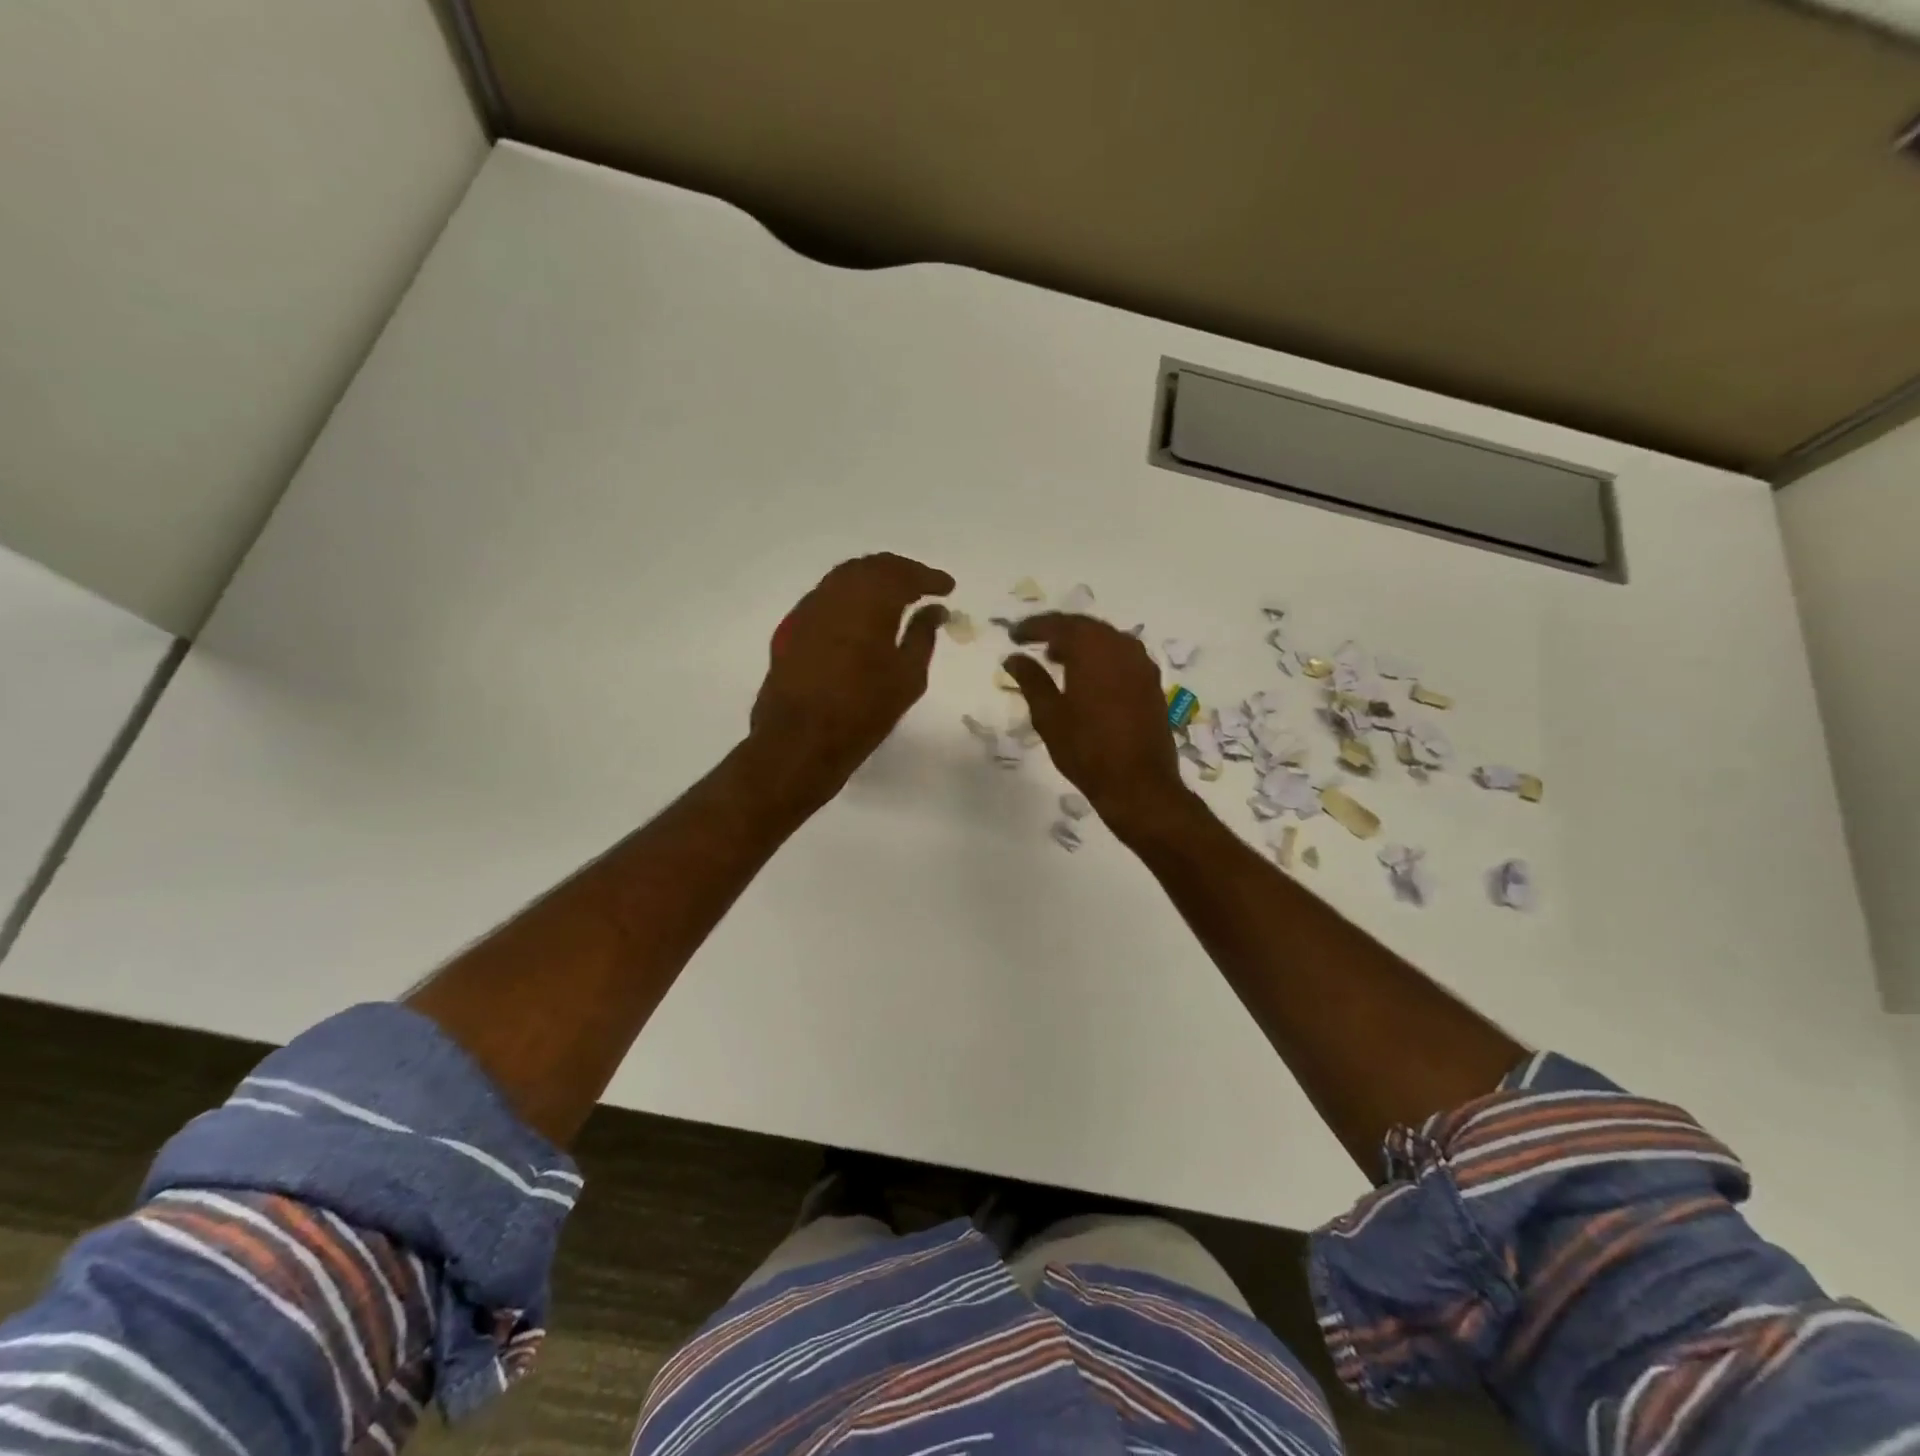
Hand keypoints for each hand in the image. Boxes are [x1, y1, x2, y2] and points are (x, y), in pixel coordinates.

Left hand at [748, 552, 953, 809]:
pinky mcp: (791, 628)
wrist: (799, 740)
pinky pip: (826, 598)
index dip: (929, 578)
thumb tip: (934, 610)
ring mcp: (808, 608)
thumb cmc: (863, 711)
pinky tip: (860, 618)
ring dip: (873, 581)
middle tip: (922, 587)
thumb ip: (922, 635)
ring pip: (845, 578)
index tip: (948, 588)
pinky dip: (850, 598)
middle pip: (872, 566)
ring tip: (894, 598)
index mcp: (869, 600)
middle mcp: (835, 593)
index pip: (904, 574)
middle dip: (900, 572)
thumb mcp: (907, 677)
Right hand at [1003, 614, 1190, 830]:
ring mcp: (1142, 664)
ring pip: (1106, 640)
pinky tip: (1087, 677)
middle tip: (1034, 642)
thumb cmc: (1087, 749)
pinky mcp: (1152, 683)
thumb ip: (1031, 680)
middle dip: (1058, 631)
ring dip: (1081, 644)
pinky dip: (1100, 658)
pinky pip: (1121, 656)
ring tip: (1057, 659)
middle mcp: (1121, 646)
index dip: (1032, 627)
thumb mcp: (1049, 715)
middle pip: (1085, 627)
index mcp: (1093, 649)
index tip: (1013, 636)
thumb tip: (1013, 658)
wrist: (1139, 784)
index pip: (1058, 625)